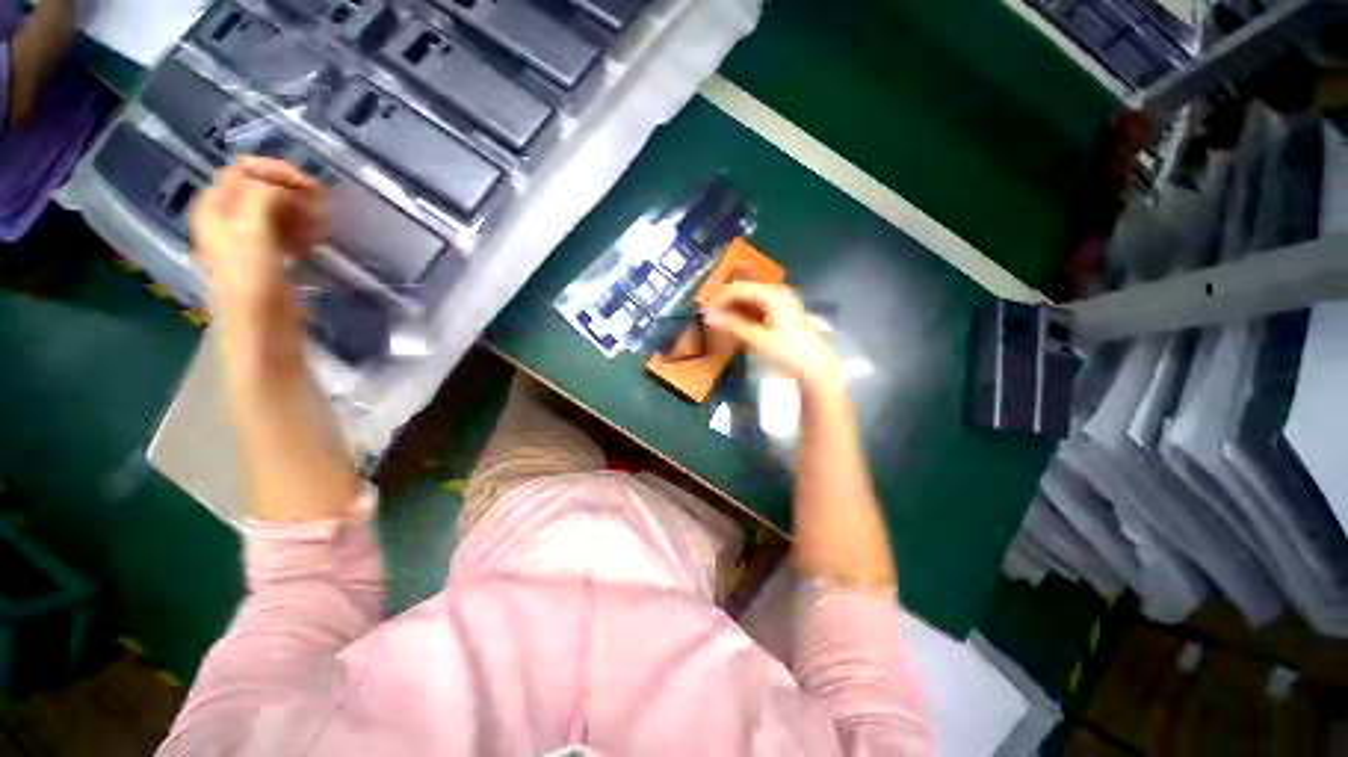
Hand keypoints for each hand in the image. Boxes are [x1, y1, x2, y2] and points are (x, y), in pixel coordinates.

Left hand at [190, 156, 327, 325]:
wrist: (262, 326)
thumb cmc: (251, 280)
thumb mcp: (253, 231)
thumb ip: (263, 196)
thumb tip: (284, 184)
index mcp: (214, 207)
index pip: (244, 170)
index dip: (277, 172)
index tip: (312, 189)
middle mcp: (228, 216)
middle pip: (263, 187)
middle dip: (294, 194)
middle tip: (322, 210)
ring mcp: (249, 236)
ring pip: (278, 209)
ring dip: (303, 212)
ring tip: (322, 229)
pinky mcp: (269, 254)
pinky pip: (287, 229)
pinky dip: (304, 229)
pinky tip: (315, 242)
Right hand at [704, 282, 842, 395]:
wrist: (815, 367)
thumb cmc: (787, 352)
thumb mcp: (757, 339)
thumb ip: (732, 325)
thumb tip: (708, 317)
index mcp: (771, 294)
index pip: (738, 288)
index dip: (719, 299)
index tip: (705, 313)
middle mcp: (777, 292)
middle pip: (745, 292)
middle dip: (726, 304)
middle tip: (711, 319)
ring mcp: (782, 302)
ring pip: (751, 301)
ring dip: (734, 310)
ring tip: (721, 324)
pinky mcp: (782, 314)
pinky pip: (758, 308)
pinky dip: (745, 315)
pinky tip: (737, 326)